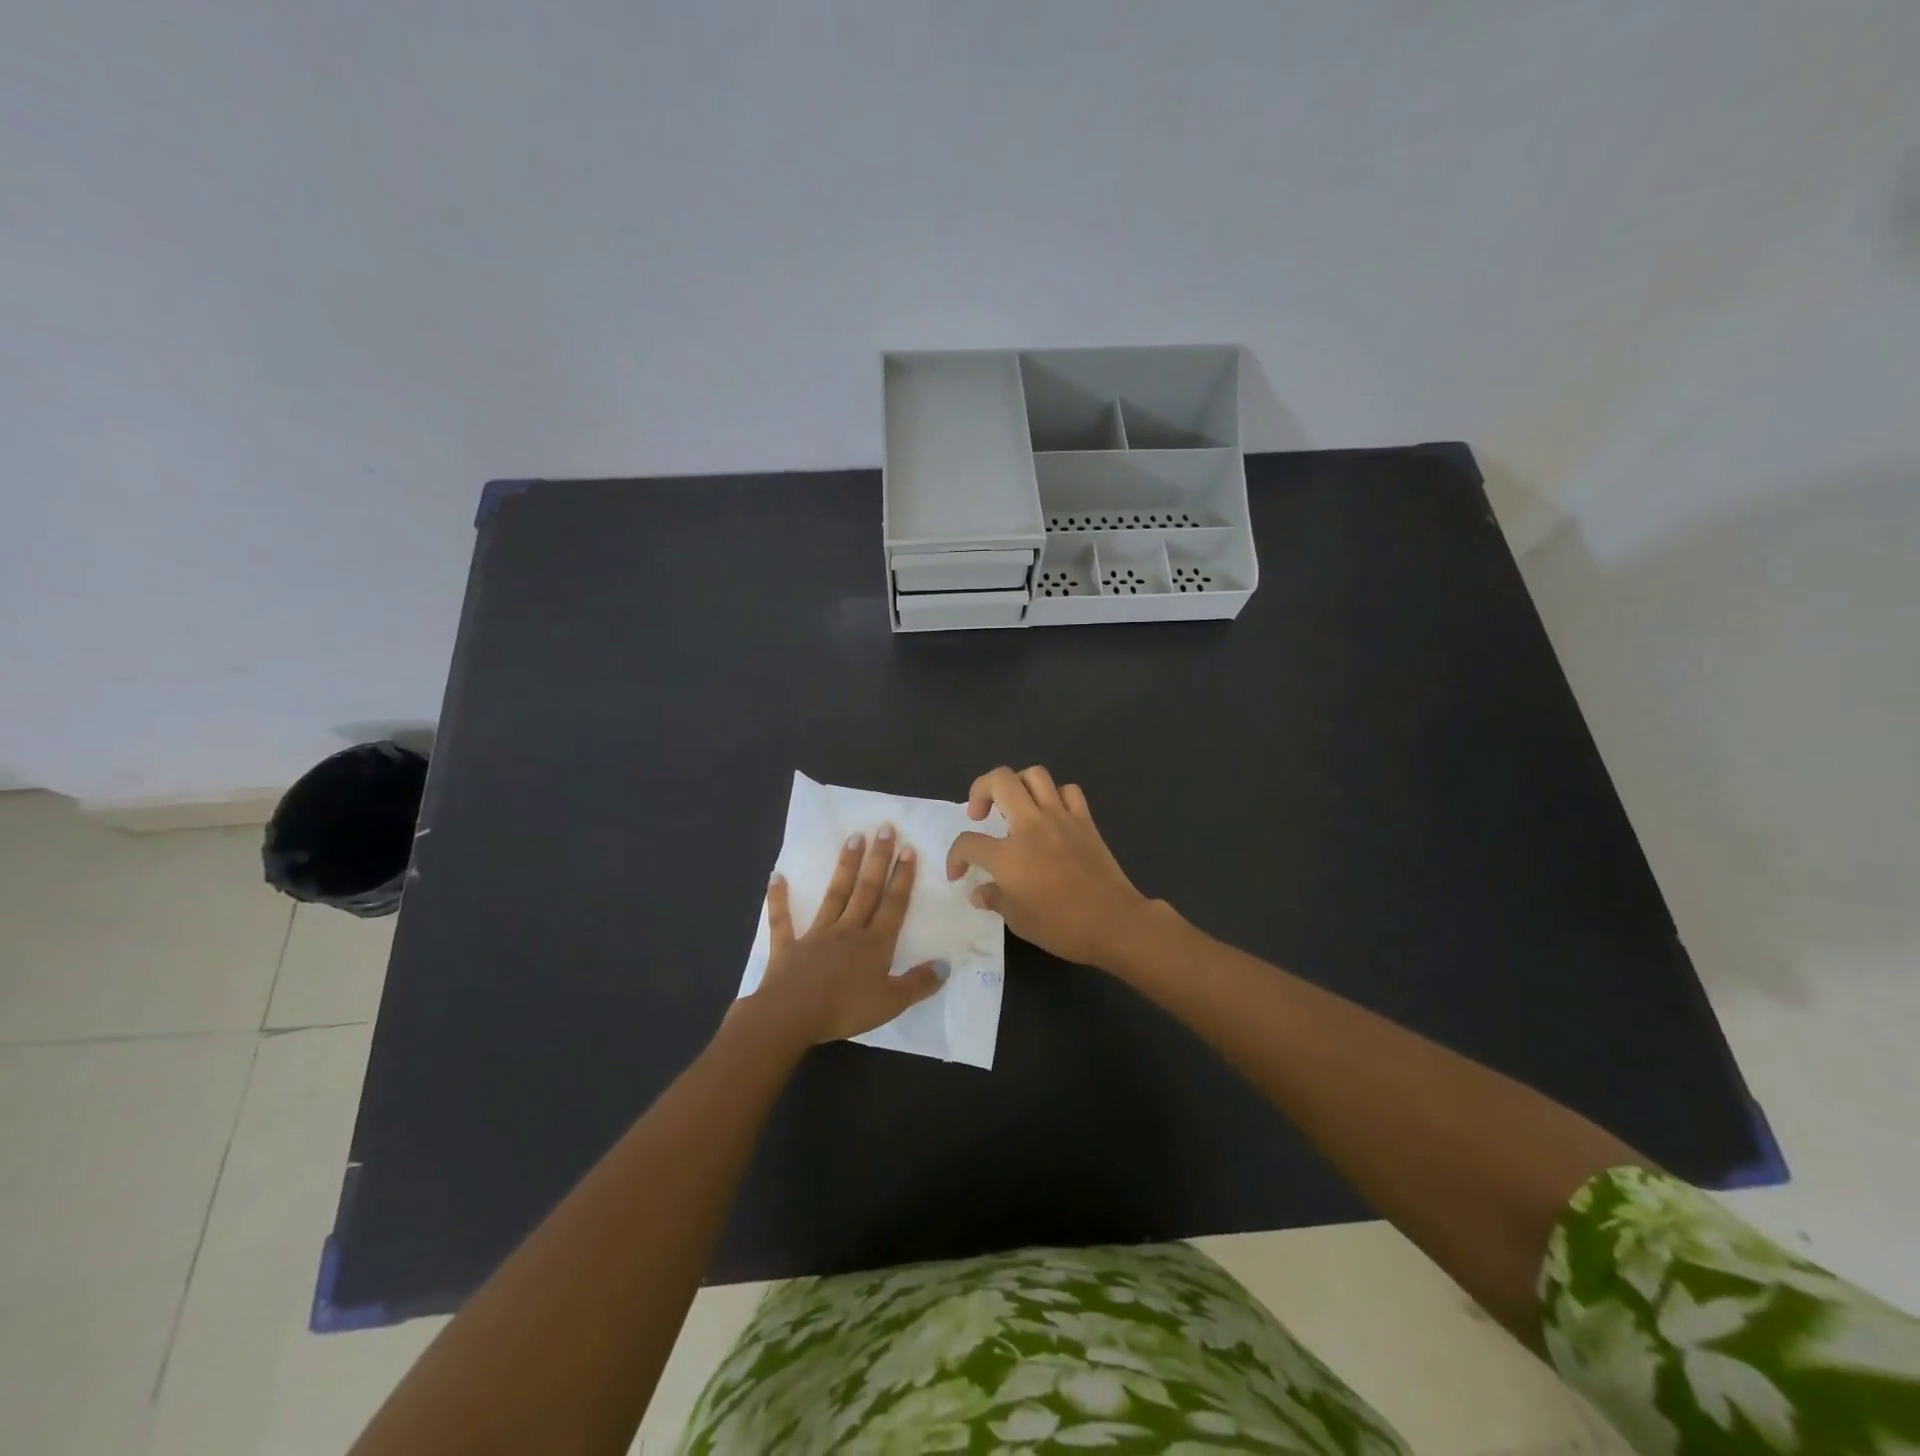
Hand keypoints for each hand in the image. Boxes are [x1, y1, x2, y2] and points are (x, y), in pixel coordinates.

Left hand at [748, 825, 944, 1045]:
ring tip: (853, 838)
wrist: (791, 1017)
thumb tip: (946, 966)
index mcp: (875, 944)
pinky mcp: (788, 946)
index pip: (893, 905)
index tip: (908, 849)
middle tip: (884, 828)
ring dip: (845, 866)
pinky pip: (783, 920)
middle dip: (878, 859)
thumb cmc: (844, 1010)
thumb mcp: (891, 1003)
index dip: (902, 878)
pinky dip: (779, 899)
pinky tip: (777, 876)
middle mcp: (848, 930)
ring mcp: (816, 935)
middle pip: (866, 890)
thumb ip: (919, 984)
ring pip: (835, 895)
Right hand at [945, 766, 1151, 969]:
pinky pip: (1068, 791)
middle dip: (980, 790)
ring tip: (1015, 806)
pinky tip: (1051, 814)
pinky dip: (1056, 796)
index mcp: (1008, 855)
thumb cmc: (1062, 926)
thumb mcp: (1018, 920)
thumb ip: (994, 899)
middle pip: (999, 781)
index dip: (955, 857)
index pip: (968, 843)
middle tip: (981, 815)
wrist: (1114, 922)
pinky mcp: (1085, 821)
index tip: (959, 873)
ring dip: (1018, 784)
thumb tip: (978, 892)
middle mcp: (1030, 826)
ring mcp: (1060, 818)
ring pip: (1034, 775)